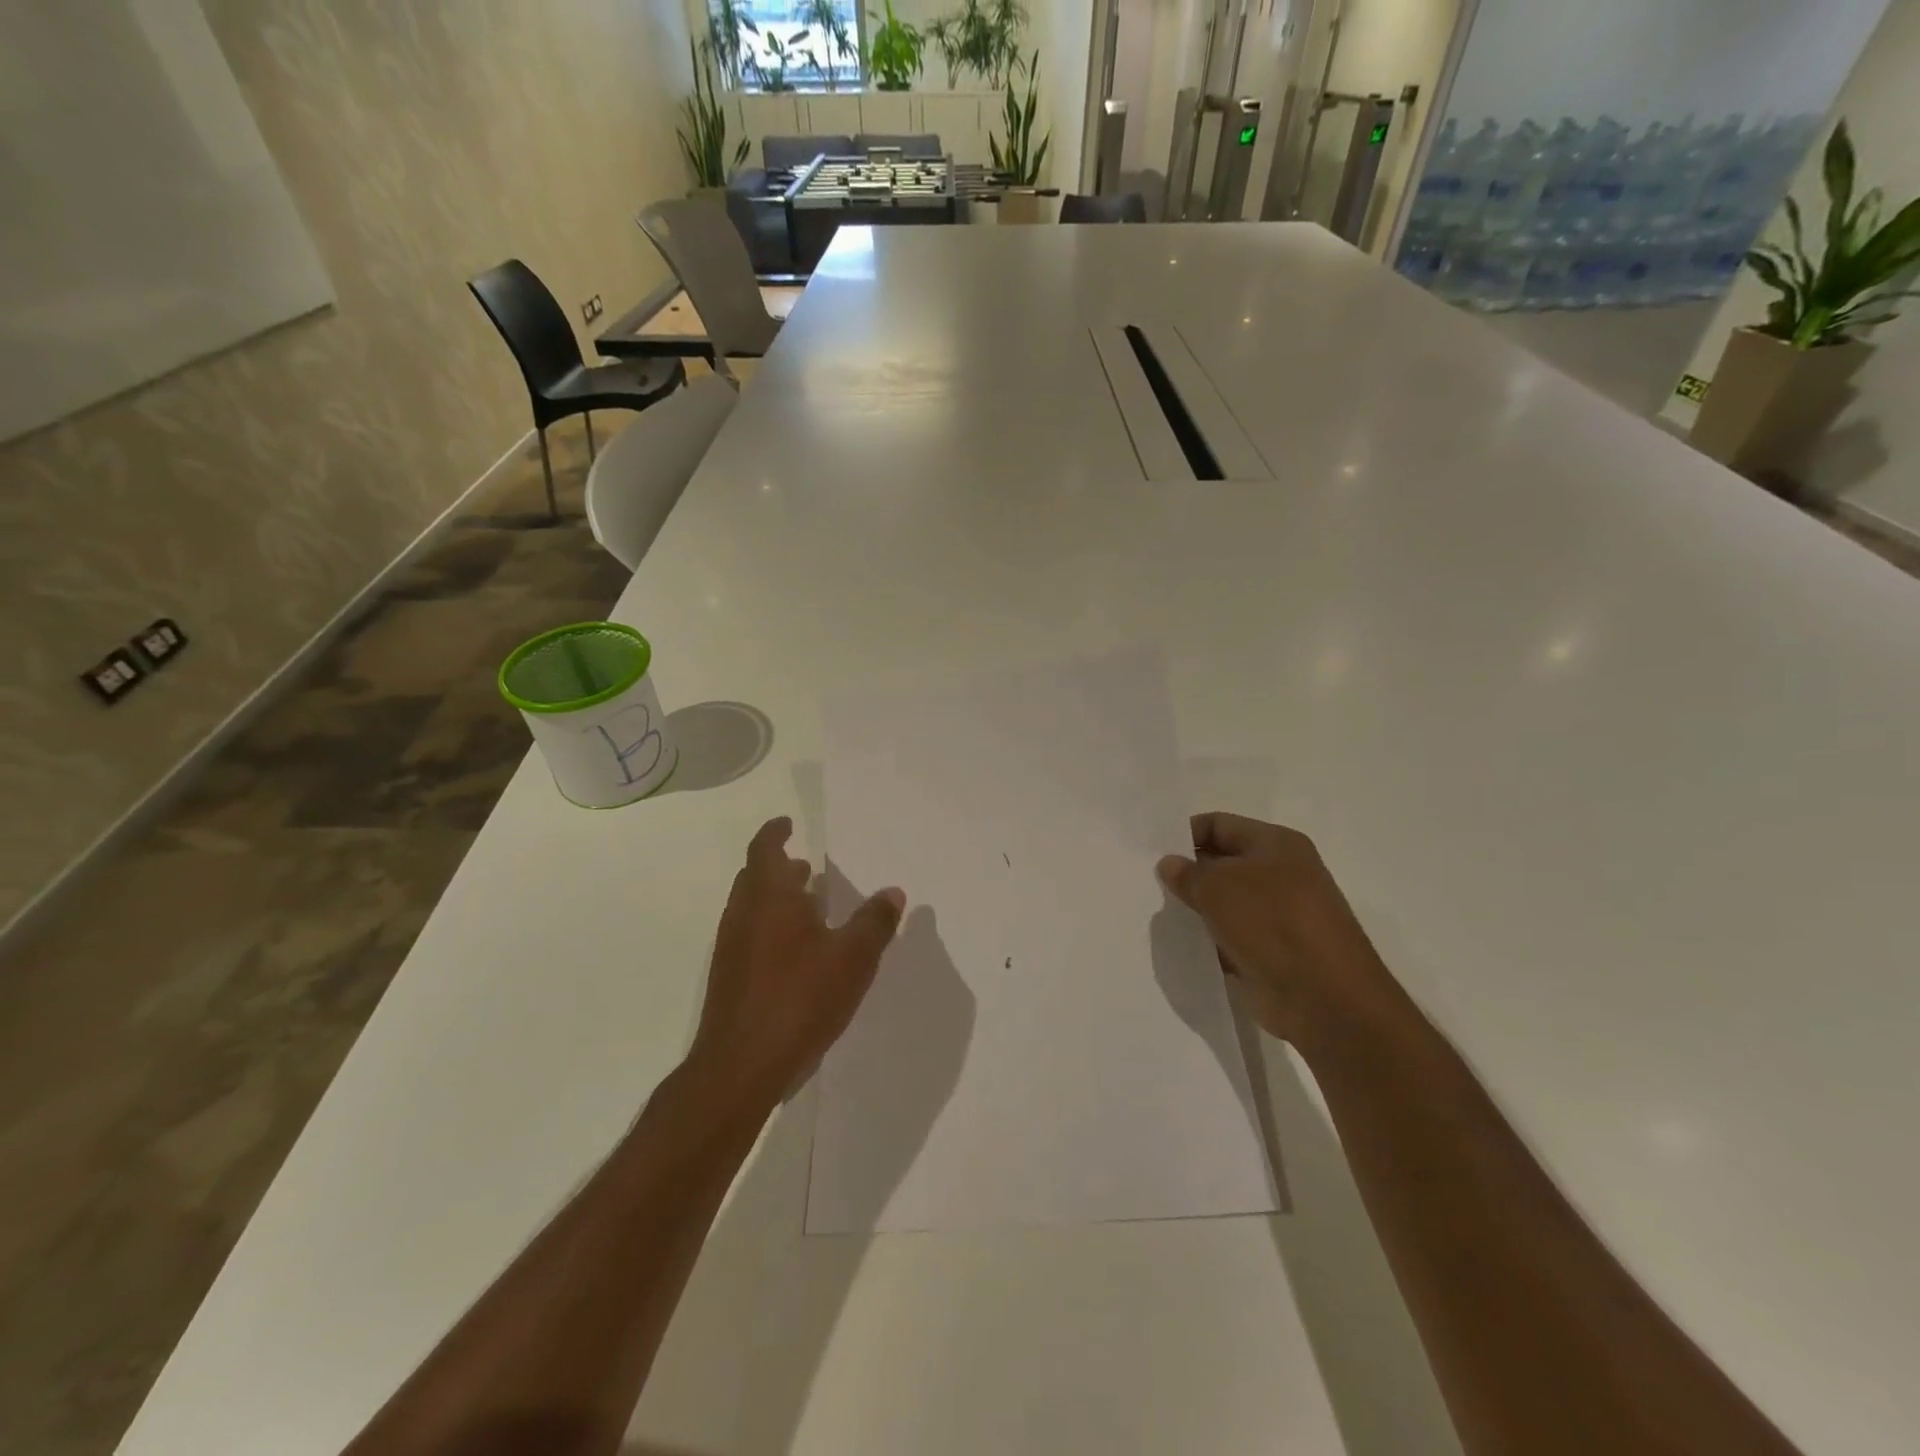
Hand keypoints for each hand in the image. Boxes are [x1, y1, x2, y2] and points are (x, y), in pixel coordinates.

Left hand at [687, 816, 905, 1113]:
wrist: (740, 1066)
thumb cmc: (799, 998)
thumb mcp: (852, 958)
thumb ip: (874, 922)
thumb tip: (893, 892)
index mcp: (770, 896)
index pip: (765, 848)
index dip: (776, 832)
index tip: (788, 823)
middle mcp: (744, 913)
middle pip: (755, 875)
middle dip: (780, 866)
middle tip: (807, 866)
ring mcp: (731, 947)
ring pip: (752, 906)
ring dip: (776, 898)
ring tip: (811, 906)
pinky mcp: (729, 977)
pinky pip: (750, 934)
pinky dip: (771, 927)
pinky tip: (797, 953)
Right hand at [1156, 812, 1396, 1049]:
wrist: (1326, 999)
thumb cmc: (1273, 924)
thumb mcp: (1218, 888)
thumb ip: (1188, 873)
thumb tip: (1169, 864)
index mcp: (1277, 844)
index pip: (1219, 824)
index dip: (1184, 834)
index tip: (1151, 854)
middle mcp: (1282, 873)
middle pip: (1223, 862)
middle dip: (1189, 873)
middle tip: (1150, 885)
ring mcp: (1281, 915)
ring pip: (1227, 903)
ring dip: (1199, 909)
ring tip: (1161, 915)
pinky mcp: (1275, 952)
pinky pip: (1234, 937)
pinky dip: (1212, 940)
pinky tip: (1185, 946)